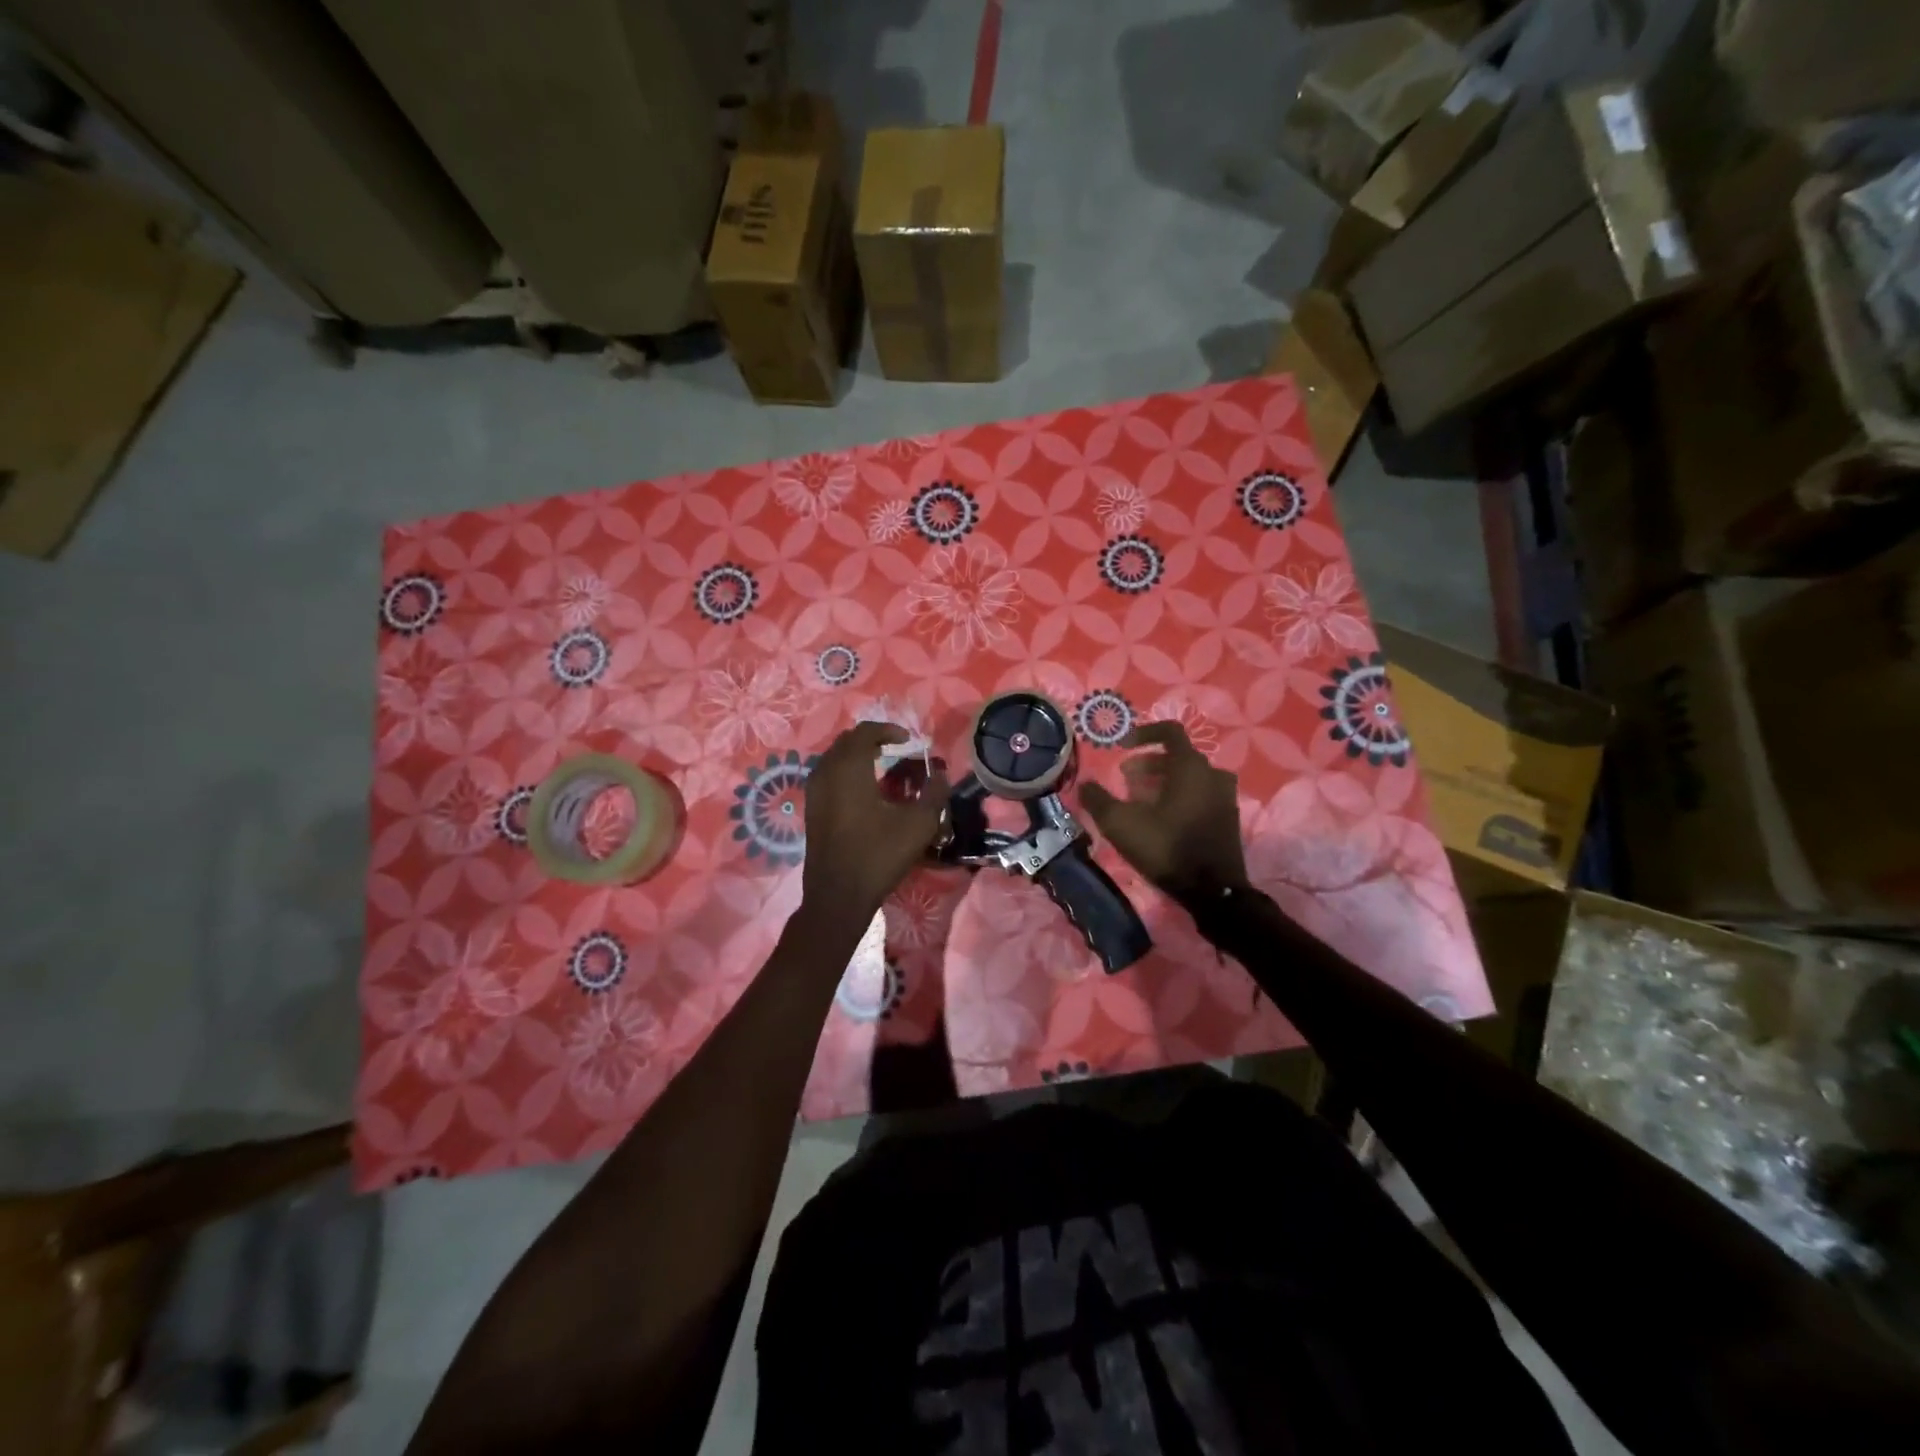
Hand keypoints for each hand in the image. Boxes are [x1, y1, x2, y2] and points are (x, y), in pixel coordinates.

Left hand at [802, 722, 950, 916]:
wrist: (838, 896)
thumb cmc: (878, 855)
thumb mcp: (918, 825)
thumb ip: (934, 794)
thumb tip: (941, 774)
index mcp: (849, 769)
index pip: (865, 732)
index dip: (888, 730)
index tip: (909, 740)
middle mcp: (826, 773)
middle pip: (847, 742)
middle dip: (872, 740)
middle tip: (896, 749)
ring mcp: (814, 792)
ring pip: (835, 759)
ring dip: (857, 756)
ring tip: (882, 767)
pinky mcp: (811, 810)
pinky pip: (828, 776)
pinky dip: (846, 772)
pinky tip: (865, 791)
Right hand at [1077, 722, 1248, 905]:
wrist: (1212, 891)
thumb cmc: (1166, 847)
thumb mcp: (1121, 824)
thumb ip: (1098, 800)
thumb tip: (1084, 785)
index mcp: (1190, 766)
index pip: (1170, 731)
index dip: (1144, 734)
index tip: (1124, 747)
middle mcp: (1213, 774)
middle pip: (1178, 756)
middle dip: (1149, 764)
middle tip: (1127, 780)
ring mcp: (1225, 797)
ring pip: (1191, 777)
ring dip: (1165, 781)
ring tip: (1142, 800)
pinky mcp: (1228, 819)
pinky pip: (1201, 795)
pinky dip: (1181, 796)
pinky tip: (1162, 819)